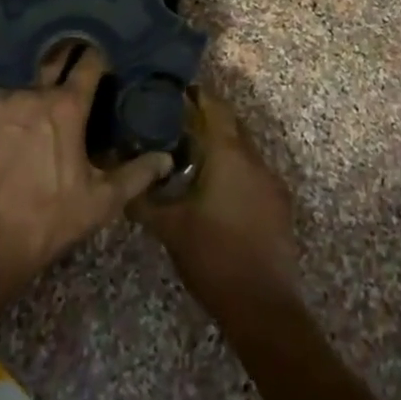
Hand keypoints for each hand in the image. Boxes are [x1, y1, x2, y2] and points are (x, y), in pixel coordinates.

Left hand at [0, 49, 172, 303]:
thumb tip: (167, 157)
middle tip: (69, 42)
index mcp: (67, 107)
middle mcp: (32, 92)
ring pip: (13, 66)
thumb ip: (136, 174)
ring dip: (23, 60)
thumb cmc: (49, 221)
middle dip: (64, 46)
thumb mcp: (101, 202)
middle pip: (52, 55)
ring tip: (28, 54)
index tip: (102, 49)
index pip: (89, 63)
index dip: (98, 53)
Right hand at [134, 90, 298, 306]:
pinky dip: (236, 170)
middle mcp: (254, 158)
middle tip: (176, 124)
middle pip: (231, 124)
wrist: (262, 306)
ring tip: (192, 157)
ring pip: (244, 149)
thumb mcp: (169, 228)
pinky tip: (217, 190)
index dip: (196, 96)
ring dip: (222, 147)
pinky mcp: (279, 204)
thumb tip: (120, 182)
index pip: (214, 107)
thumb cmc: (213, 256)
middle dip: (207, 120)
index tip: (174, 93)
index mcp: (228, 153)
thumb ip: (144, 200)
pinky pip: (254, 173)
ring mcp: (271, 180)